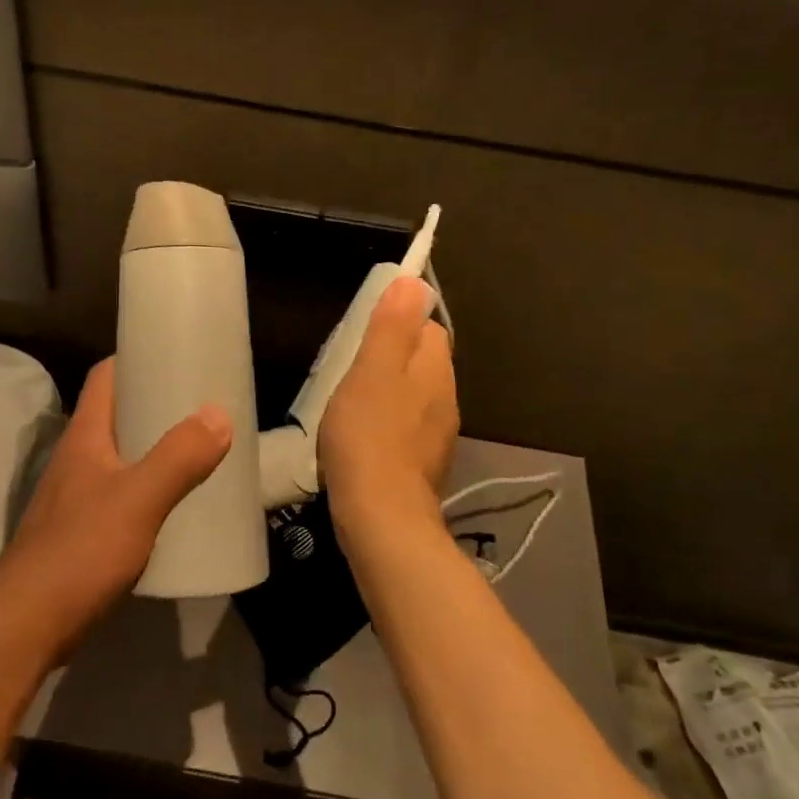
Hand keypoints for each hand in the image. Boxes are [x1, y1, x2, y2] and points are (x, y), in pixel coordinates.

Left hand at [0, 358, 230, 658]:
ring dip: (154, 449)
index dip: (136, 360)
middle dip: (156, 406)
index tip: (177, 357)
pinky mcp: (81, 532)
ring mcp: (75, 497)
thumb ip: (179, 457)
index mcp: (85, 436)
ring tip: (198, 450)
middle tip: (202, 406)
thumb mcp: (138, 498)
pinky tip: (174, 505)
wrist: (27, 625)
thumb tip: (219, 413)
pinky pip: (121, 494)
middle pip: (116, 415)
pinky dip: (149, 488)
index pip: (105, 377)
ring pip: (120, 456)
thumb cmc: (80, 550)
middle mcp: (77, 458)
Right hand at [319, 277, 458, 536]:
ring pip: (416, 396)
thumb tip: (413, 281)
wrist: (382, 517)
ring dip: (390, 392)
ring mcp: (438, 435)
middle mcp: (446, 398)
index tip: (366, 333)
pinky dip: (388, 424)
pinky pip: (408, 428)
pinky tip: (363, 438)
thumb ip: (392, 326)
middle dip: (394, 357)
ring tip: (352, 402)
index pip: (429, 327)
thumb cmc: (369, 435)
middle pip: (424, 362)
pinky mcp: (424, 465)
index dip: (400, 323)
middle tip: (353, 367)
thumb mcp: (372, 370)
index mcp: (434, 369)